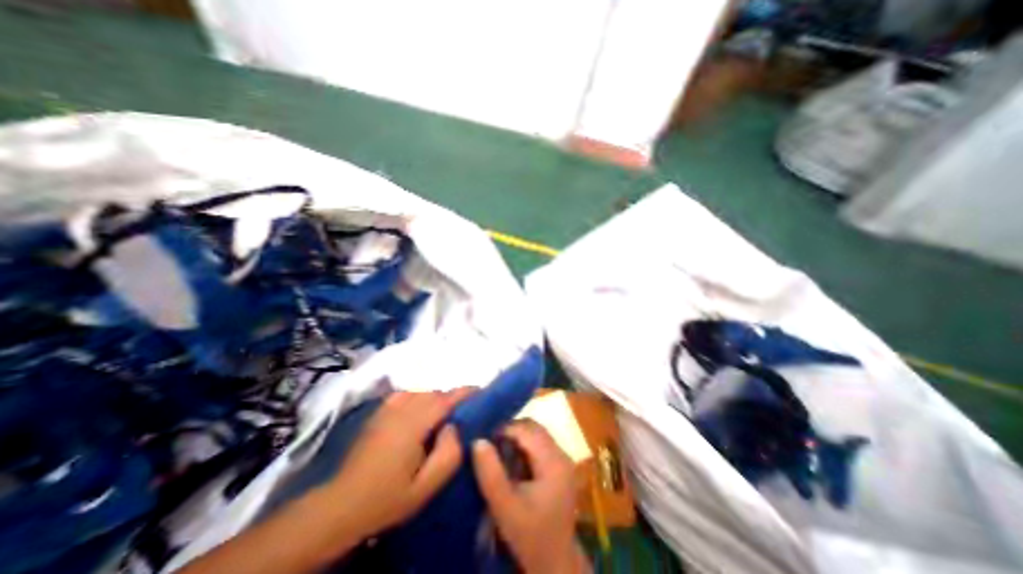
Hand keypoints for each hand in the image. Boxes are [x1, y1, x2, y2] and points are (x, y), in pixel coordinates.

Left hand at [325, 388, 472, 539]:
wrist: (342, 504)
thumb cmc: (387, 498)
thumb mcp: (425, 487)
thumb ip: (448, 455)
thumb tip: (454, 427)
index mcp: (414, 425)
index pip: (445, 399)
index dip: (464, 392)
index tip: (480, 391)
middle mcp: (401, 410)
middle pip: (434, 393)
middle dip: (451, 398)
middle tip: (462, 412)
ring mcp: (387, 409)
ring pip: (420, 392)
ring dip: (435, 398)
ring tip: (442, 414)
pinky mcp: (378, 413)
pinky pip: (404, 394)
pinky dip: (417, 396)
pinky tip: (418, 410)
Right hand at [473, 422, 588, 573]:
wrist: (554, 565)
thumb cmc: (530, 537)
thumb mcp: (505, 508)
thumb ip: (491, 474)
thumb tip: (478, 440)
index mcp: (554, 462)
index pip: (527, 430)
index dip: (504, 429)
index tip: (484, 438)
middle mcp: (562, 455)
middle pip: (533, 428)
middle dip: (510, 432)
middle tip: (489, 445)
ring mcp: (562, 461)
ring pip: (535, 435)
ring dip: (516, 439)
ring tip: (498, 453)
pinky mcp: (559, 468)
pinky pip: (538, 446)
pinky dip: (523, 448)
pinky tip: (511, 463)